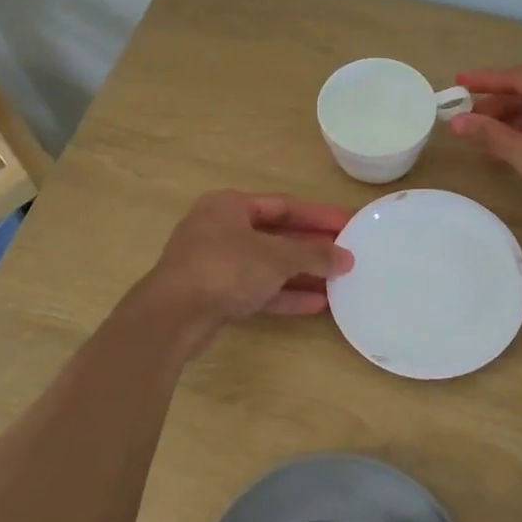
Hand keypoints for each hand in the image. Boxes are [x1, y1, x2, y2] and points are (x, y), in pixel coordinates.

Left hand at [147, 190, 355, 328]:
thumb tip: (346, 257)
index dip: (318, 215)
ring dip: (301, 274)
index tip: (349, 224)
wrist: (172, 316)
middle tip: (345, 255)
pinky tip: (315, 304)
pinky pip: (256, 289)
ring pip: (266, 265)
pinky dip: (283, 295)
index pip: (284, 205)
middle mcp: (220, 229)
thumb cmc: (225, 268)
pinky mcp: (214, 294)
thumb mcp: (276, 257)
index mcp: (229, 205)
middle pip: (275, 235)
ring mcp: (215, 263)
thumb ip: (313, 254)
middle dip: (311, 247)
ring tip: (337, 282)